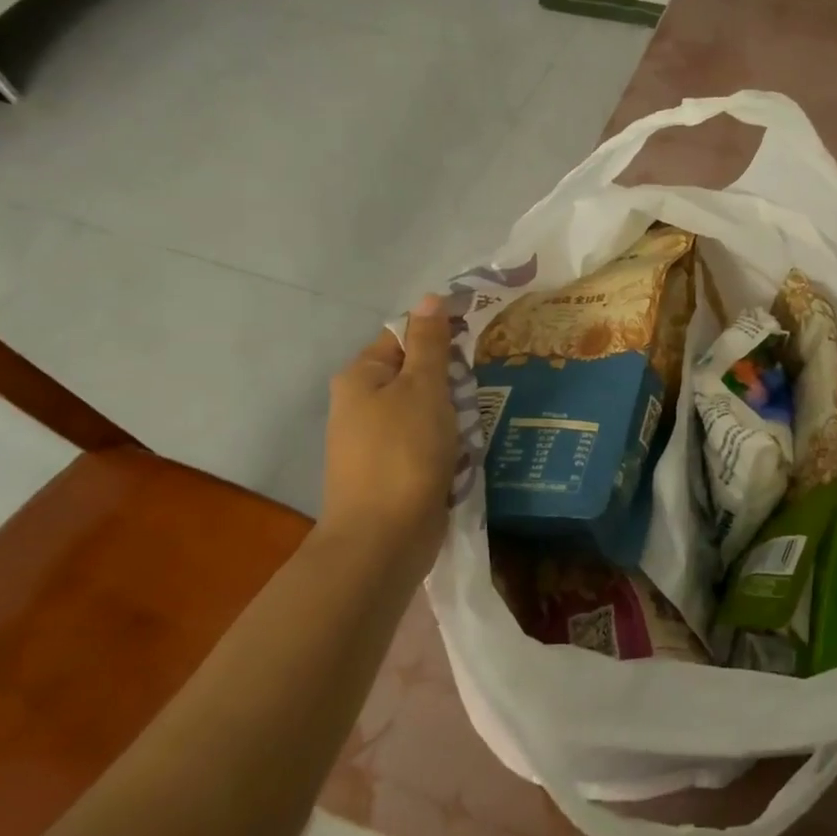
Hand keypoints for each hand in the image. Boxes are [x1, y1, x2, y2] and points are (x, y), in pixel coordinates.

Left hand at [321, 295, 456, 565]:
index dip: (440, 335)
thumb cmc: (404, 451)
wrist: (384, 538)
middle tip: (474, 392)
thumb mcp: (423, 387)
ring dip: (453, 416)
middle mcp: (360, 405)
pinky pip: (425, 444)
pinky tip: (465, 454)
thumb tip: (430, 297)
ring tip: (474, 426)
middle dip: (450, 382)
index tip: (476, 342)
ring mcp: (374, 442)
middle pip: (416, 375)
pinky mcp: (391, 472)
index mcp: (361, 376)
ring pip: (425, 411)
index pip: (403, 336)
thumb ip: (430, 342)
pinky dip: (446, 445)